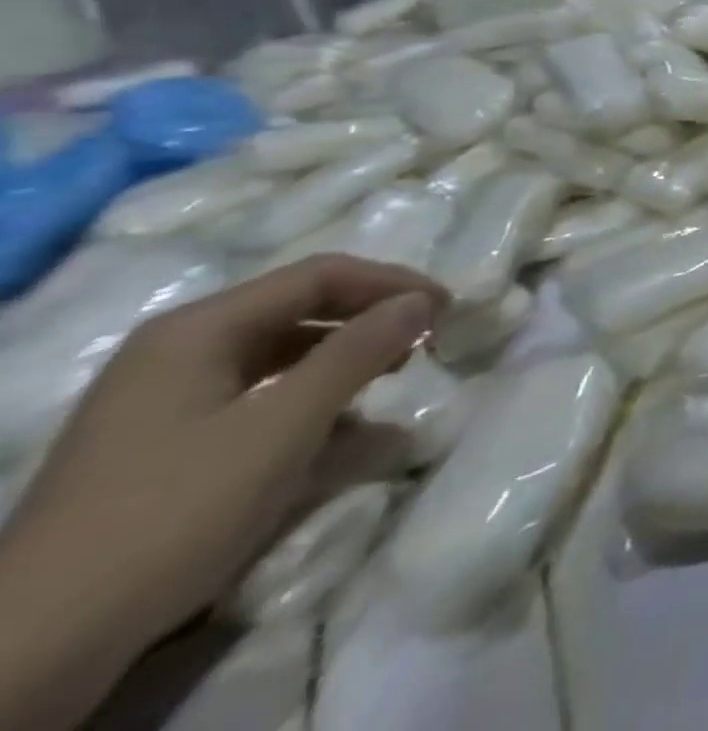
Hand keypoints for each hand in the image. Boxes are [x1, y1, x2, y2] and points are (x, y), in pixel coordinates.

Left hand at [0, 255, 441, 726]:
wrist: (32, 650)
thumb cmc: (174, 512)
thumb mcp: (284, 425)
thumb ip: (359, 352)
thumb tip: (422, 300)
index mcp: (198, 328)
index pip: (320, 275)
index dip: (392, 283)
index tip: (447, 307)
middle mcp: (177, 349)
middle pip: (299, 309)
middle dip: (371, 320)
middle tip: (427, 340)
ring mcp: (163, 400)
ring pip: (281, 356)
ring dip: (346, 362)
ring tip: (395, 381)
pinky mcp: (162, 446)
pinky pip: (257, 398)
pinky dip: (310, 403)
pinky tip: (343, 431)